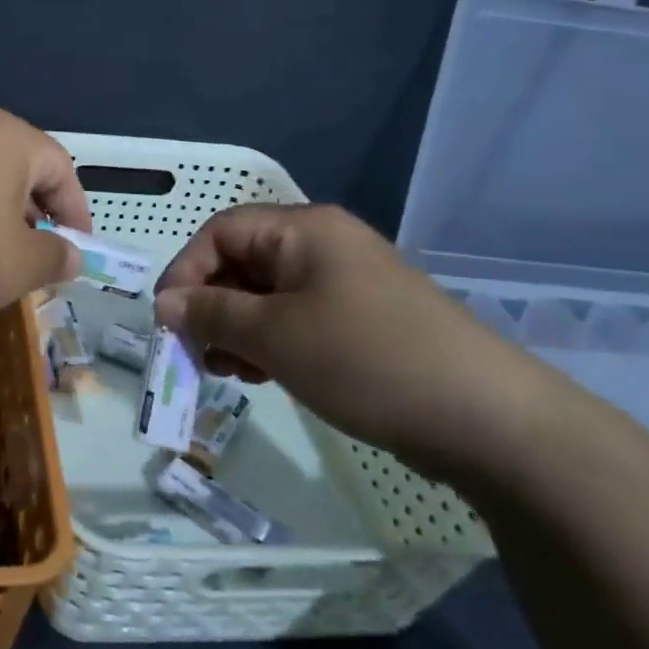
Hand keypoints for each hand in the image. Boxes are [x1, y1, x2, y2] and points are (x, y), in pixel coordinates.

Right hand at [152, 204, 566, 482]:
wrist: (486, 418)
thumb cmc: (365, 358)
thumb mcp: (273, 335)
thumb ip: (210, 314)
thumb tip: (163, 303)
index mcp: (303, 230)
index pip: (219, 231)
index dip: (185, 271)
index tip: (167, 321)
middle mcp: (323, 245)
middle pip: (242, 262)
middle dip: (210, 306)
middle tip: (196, 353)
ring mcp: (345, 284)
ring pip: (266, 295)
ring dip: (236, 329)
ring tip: (228, 371)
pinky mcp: (361, 321)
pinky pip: (296, 319)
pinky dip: (269, 343)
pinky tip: (264, 376)